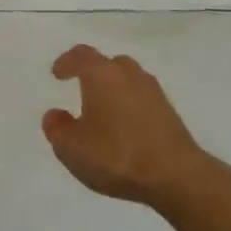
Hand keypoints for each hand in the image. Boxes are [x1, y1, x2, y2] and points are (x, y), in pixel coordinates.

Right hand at [43, 45, 210, 207]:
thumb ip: (57, 129)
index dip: (67, 62)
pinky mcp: (169, 111)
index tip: (57, 74)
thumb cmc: (116, 155)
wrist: (175, 175)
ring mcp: (153, 91)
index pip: (81, 55)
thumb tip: (55, 114)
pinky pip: (142, 99)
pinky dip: (129, 105)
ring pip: (127, 80)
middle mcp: (129, 74)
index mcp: (102, 74)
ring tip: (103, 112)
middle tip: (81, 90)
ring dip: (113, 90)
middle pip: (108, 64)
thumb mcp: (72, 148)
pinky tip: (125, 128)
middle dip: (93, 74)